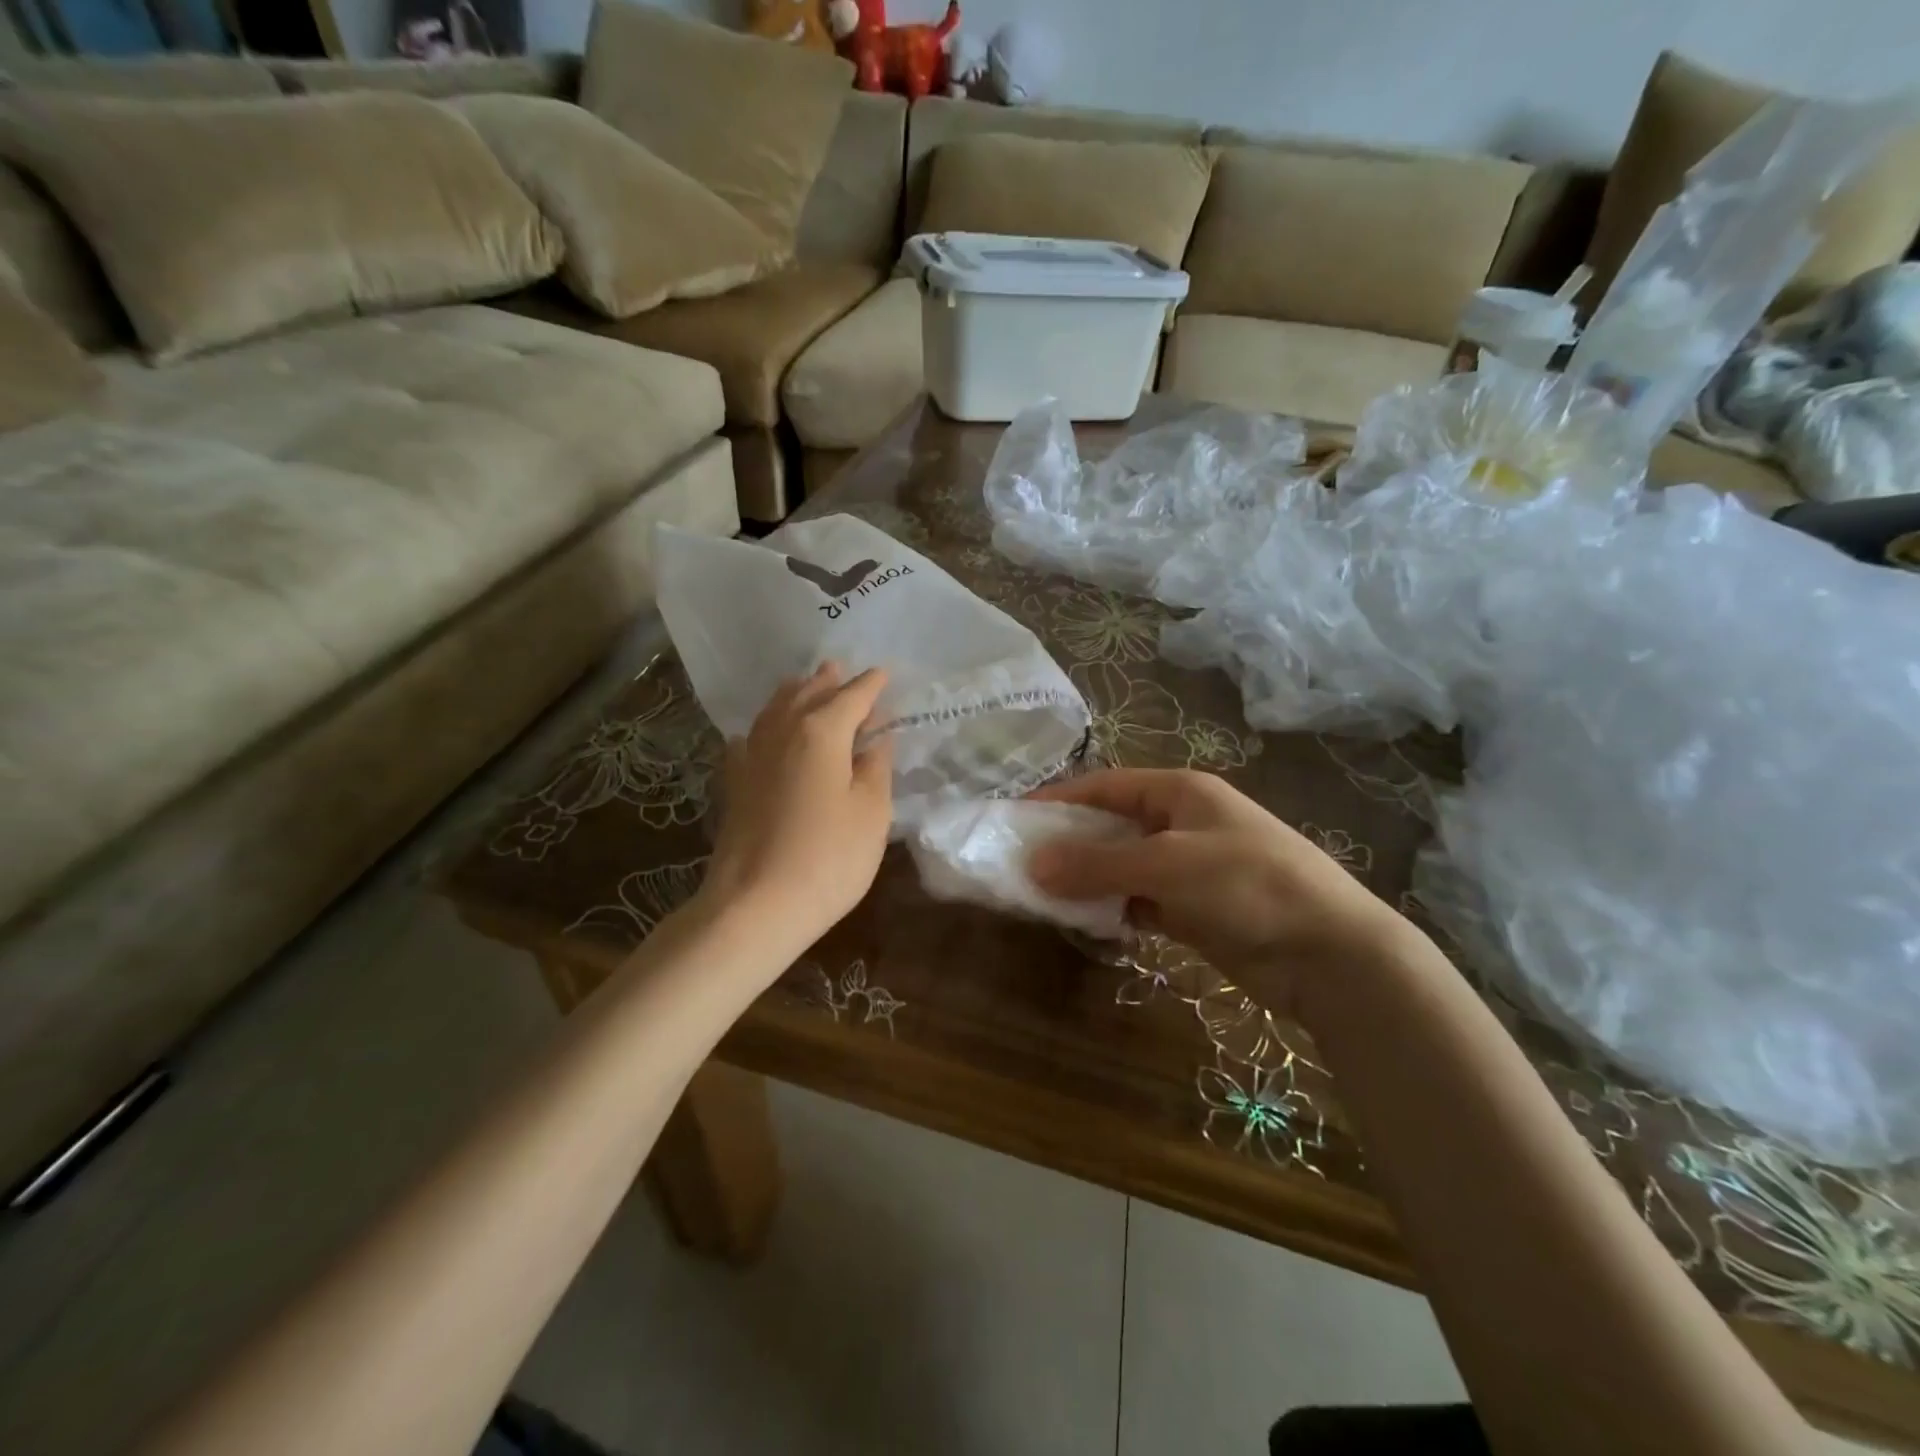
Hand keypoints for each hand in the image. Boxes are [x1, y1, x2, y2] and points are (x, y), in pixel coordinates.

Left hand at [700, 664, 893, 945]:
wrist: (754, 905)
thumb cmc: (828, 858)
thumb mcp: (871, 813)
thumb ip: (876, 769)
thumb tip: (875, 740)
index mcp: (821, 732)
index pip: (852, 697)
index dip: (871, 685)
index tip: (885, 673)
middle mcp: (782, 732)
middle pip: (808, 694)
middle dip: (828, 681)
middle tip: (842, 669)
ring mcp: (752, 756)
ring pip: (774, 710)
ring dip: (795, 694)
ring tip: (806, 684)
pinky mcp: (735, 783)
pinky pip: (751, 737)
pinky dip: (765, 726)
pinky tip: (763, 734)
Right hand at [1027, 769, 1403, 1011]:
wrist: (1331, 955)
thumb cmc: (1248, 885)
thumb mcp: (1168, 865)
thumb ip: (1098, 864)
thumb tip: (1032, 863)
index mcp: (1180, 792)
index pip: (1106, 785)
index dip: (1060, 798)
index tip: (1014, 816)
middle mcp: (1182, 823)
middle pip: (1111, 825)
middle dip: (1068, 843)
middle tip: (1019, 862)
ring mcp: (1188, 868)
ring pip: (1122, 867)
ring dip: (1087, 880)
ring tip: (1040, 895)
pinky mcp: (1193, 910)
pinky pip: (1139, 901)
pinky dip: (1112, 909)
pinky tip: (1084, 921)